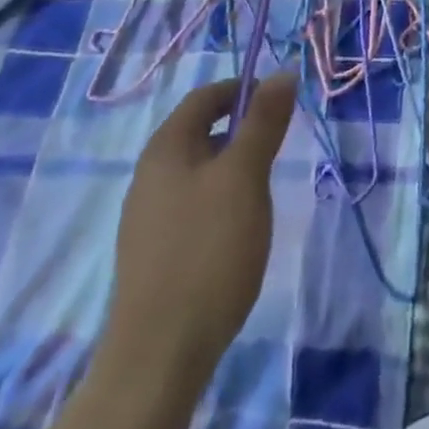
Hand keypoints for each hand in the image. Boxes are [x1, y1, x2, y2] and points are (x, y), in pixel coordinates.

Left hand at [95, 74, 298, 389]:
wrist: (158, 356)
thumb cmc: (208, 251)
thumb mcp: (245, 177)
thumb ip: (263, 122)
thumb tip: (282, 72)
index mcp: (166, 148)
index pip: (204, 97)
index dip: (242, 89)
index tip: (280, 103)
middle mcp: (148, 174)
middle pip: (198, 132)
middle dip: (240, 131)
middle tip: (277, 149)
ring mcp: (146, 216)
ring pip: (196, 171)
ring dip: (231, 168)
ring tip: (262, 192)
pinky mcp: (152, 253)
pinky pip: (189, 205)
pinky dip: (218, 201)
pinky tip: (236, 233)